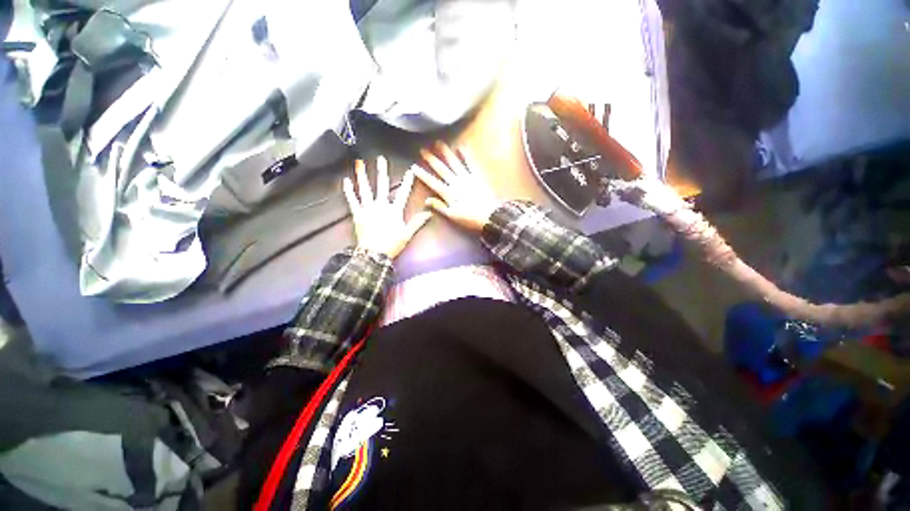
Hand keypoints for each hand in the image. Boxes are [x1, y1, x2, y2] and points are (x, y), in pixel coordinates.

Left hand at [343, 156, 431, 258]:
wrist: (374, 254)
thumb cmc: (392, 244)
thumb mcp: (407, 234)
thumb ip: (417, 222)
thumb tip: (429, 213)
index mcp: (394, 211)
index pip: (403, 193)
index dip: (407, 181)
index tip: (410, 170)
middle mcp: (381, 206)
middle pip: (382, 186)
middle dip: (382, 171)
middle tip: (380, 159)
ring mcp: (368, 209)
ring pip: (365, 189)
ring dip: (362, 176)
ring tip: (359, 163)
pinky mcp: (357, 214)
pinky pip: (352, 200)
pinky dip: (349, 191)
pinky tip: (346, 181)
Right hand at [414, 142, 500, 233]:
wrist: (490, 215)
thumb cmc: (470, 218)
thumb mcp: (452, 216)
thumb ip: (439, 207)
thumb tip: (426, 200)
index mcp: (449, 193)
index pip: (433, 183)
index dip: (423, 175)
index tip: (415, 167)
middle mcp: (456, 183)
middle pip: (442, 169)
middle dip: (431, 160)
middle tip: (423, 150)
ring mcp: (467, 178)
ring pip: (454, 163)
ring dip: (446, 153)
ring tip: (438, 143)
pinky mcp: (477, 176)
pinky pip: (470, 164)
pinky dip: (466, 155)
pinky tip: (461, 147)